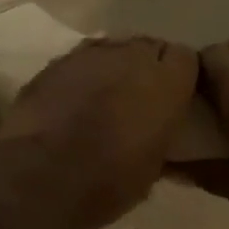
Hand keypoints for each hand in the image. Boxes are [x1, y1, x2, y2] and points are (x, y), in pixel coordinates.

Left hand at [0, 36, 198, 228]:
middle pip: (148, 47)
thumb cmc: (110, 181)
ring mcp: (89, 55)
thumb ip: (160, 134)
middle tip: (138, 97)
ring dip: (113, 67)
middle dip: (145, 67)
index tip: (173, 96)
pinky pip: (79, 60)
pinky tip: (73, 99)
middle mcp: (131, 56)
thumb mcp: (153, 165)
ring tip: (104, 96)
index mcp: (166, 81)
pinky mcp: (56, 62)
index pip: (186, 58)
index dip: (179, 76)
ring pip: (112, 49)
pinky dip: (81, 75)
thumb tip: (155, 133)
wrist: (43, 177)